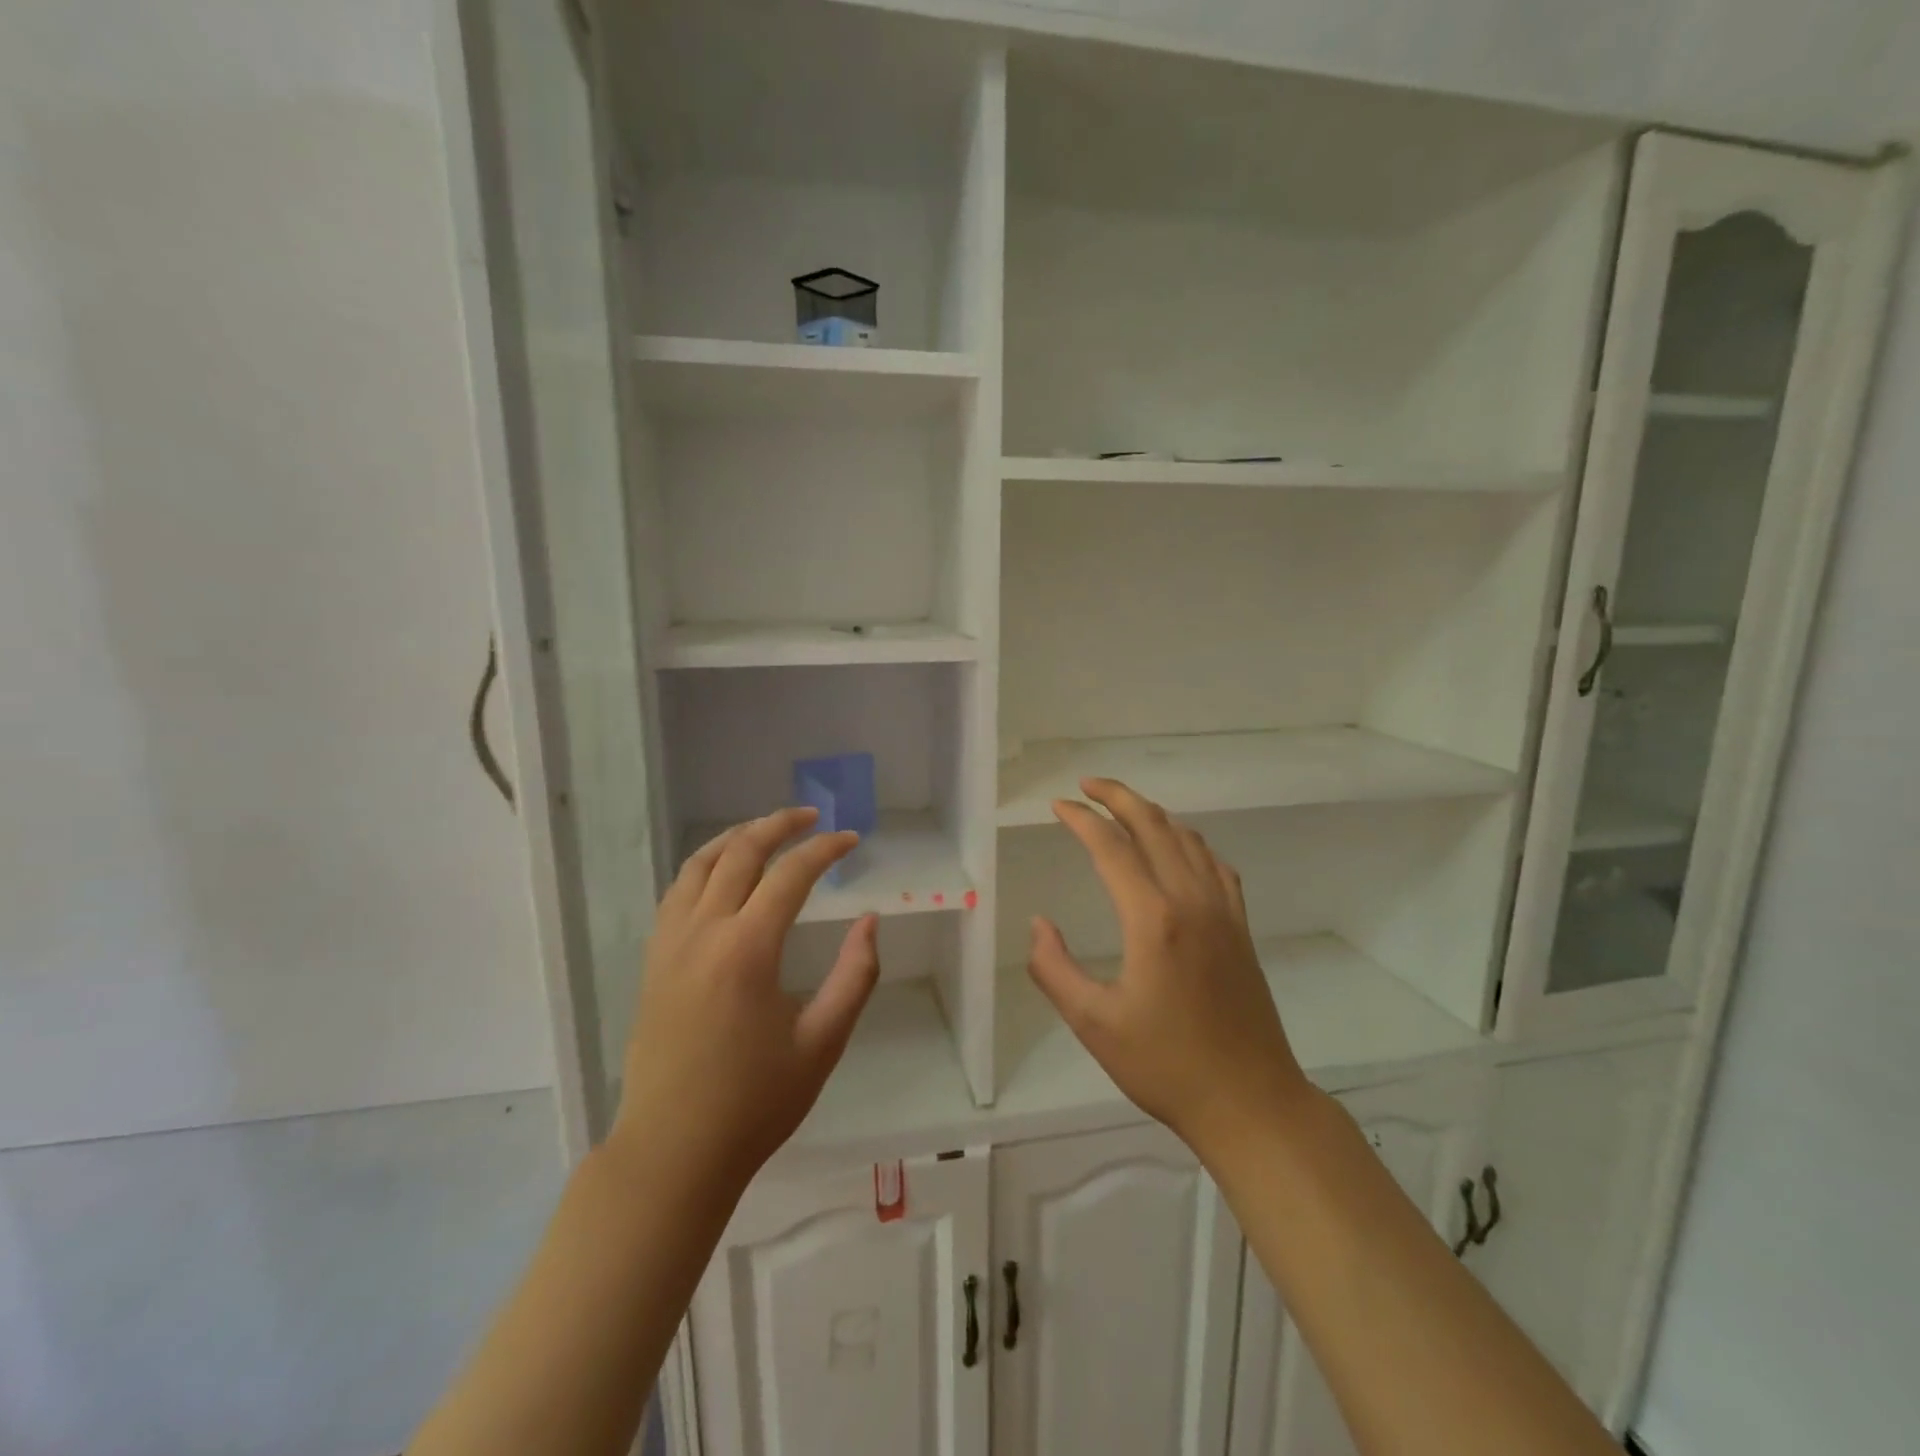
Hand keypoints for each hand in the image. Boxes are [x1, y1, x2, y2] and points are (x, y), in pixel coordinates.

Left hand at [614, 808, 880, 1195]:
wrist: (672, 1152)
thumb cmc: (756, 1102)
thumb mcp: (823, 1042)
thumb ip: (855, 976)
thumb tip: (870, 921)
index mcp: (746, 950)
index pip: (790, 874)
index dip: (825, 849)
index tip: (852, 840)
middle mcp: (703, 933)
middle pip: (739, 852)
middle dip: (779, 825)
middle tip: (812, 817)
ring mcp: (669, 944)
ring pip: (699, 864)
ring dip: (736, 837)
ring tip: (767, 830)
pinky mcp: (653, 961)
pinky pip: (677, 891)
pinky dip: (705, 866)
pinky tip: (724, 875)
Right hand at [1027, 778, 1310, 1158]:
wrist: (1250, 1101)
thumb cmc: (1165, 1065)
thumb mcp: (1094, 1023)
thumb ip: (1055, 969)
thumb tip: (1038, 924)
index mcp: (1153, 918)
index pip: (1111, 847)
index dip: (1081, 820)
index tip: (1057, 806)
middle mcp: (1191, 900)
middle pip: (1154, 826)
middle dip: (1118, 797)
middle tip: (1086, 785)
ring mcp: (1223, 911)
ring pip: (1188, 839)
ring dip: (1152, 814)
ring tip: (1123, 809)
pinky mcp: (1240, 927)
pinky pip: (1215, 864)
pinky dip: (1189, 841)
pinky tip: (1179, 848)